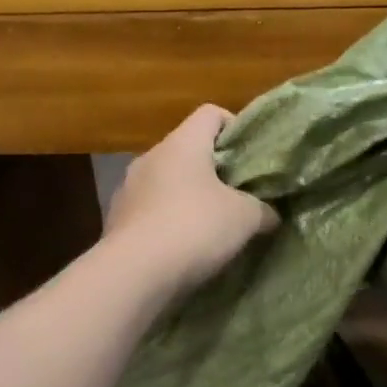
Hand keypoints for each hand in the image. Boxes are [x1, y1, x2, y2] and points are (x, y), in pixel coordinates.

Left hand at [105, 105, 279, 293]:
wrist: (135, 273)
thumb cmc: (195, 228)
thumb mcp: (245, 218)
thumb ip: (263, 210)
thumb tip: (270, 214)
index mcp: (182, 143)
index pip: (211, 114)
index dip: (235, 127)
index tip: (251, 156)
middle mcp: (151, 157)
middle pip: (188, 150)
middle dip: (214, 170)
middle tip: (239, 195)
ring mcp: (128, 189)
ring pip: (167, 182)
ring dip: (188, 197)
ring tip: (211, 226)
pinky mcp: (117, 220)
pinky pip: (151, 211)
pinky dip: (168, 221)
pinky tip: (184, 247)